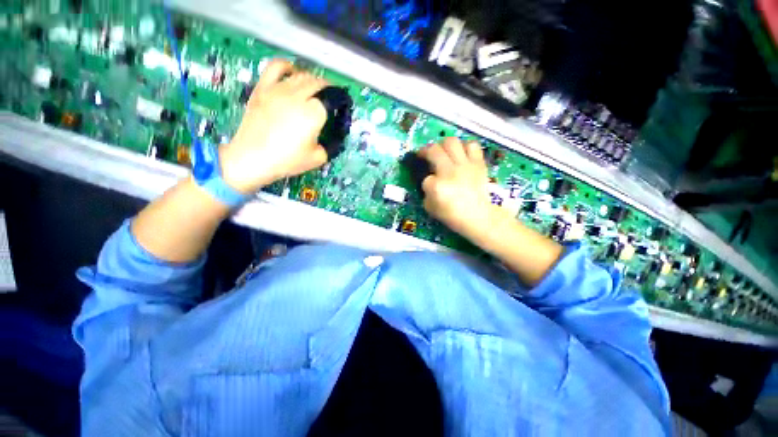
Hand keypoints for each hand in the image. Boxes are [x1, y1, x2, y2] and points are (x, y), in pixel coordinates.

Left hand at [219, 59, 329, 193]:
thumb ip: (331, 145)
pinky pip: (277, 67)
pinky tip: (292, 73)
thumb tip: (336, 136)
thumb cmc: (288, 160)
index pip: (333, 97)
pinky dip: (288, 67)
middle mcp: (298, 95)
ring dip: (313, 80)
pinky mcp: (263, 87)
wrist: (253, 158)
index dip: (341, 100)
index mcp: (314, 113)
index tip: (343, 106)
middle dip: (330, 89)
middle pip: (319, 83)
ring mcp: (278, 89)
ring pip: (302, 75)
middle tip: (332, 100)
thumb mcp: (319, 158)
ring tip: (316, 90)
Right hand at [418, 138, 501, 239]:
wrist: (479, 216)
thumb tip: (429, 182)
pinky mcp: (478, 164)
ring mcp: (465, 166)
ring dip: (443, 145)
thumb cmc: (453, 215)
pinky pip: (472, 146)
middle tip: (425, 155)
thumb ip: (426, 193)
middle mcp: (450, 172)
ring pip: (451, 142)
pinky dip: (465, 146)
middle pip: (434, 150)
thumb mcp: (431, 208)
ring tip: (443, 151)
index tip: (429, 186)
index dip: (426, 182)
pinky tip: (461, 153)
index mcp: (437, 187)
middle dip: (426, 151)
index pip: (425, 178)